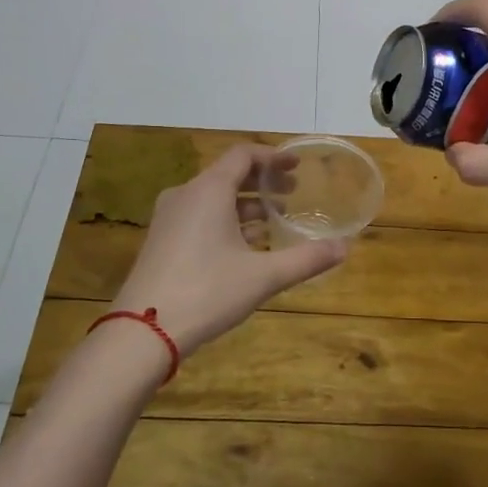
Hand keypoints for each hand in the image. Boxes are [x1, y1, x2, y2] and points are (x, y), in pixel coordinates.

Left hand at [110, 145, 346, 358]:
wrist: (143, 331)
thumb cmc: (207, 292)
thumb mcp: (263, 276)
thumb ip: (305, 259)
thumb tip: (344, 248)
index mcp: (208, 190)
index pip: (243, 155)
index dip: (273, 157)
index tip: (297, 166)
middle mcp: (186, 194)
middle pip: (228, 174)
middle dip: (262, 181)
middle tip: (292, 193)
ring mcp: (169, 218)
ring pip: (213, 197)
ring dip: (245, 203)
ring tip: (274, 220)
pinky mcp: (161, 240)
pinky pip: (199, 215)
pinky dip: (225, 219)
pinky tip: (245, 244)